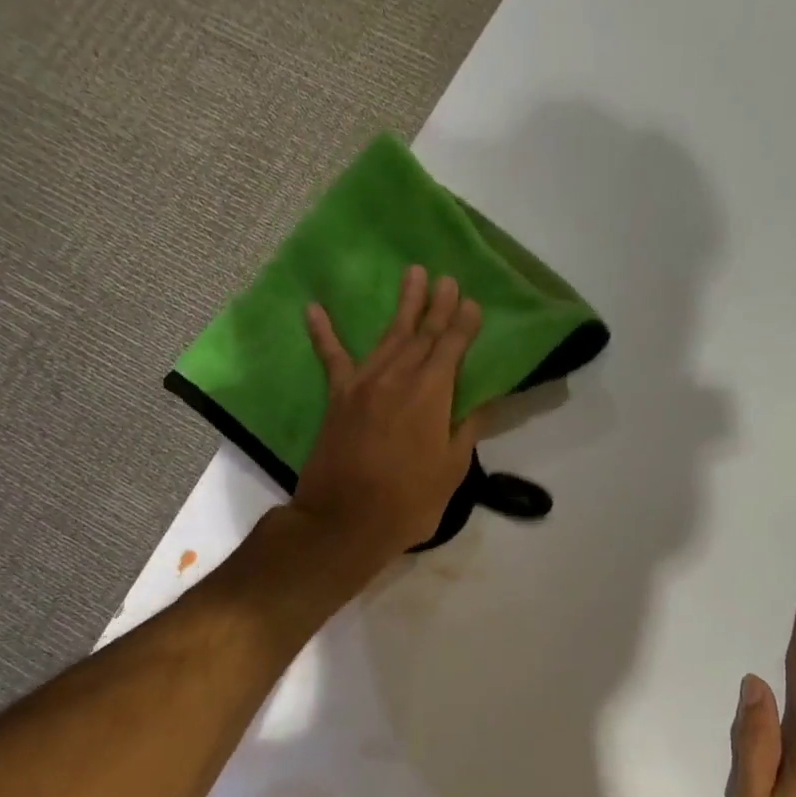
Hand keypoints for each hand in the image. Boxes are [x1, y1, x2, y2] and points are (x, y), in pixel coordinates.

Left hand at [292, 265, 484, 565]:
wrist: (346, 521)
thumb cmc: (409, 501)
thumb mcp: (451, 470)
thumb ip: (466, 429)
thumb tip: (481, 401)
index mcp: (431, 394)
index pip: (452, 349)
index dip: (463, 325)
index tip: (473, 303)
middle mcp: (398, 378)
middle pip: (422, 334)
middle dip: (438, 306)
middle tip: (448, 279)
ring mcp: (364, 384)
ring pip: (387, 336)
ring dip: (402, 306)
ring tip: (413, 275)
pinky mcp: (338, 398)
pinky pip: (331, 358)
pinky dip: (323, 333)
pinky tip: (314, 308)